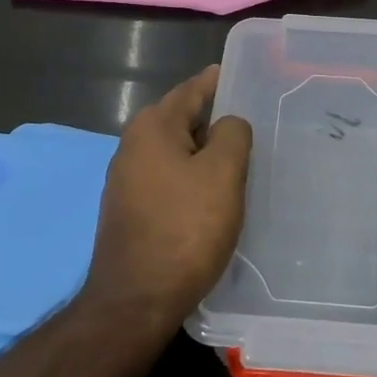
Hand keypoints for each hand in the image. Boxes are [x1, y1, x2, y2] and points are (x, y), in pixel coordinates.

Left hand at [83, 65, 252, 331]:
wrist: (136, 301)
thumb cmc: (185, 228)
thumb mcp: (222, 173)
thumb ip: (232, 134)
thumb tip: (228, 124)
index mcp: (153, 128)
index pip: (191, 91)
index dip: (216, 81)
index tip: (241, 75)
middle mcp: (132, 146)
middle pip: (181, 120)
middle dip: (213, 119)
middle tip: (250, 122)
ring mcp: (126, 181)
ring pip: (175, 152)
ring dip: (203, 152)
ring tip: (238, 159)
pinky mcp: (129, 210)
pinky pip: (167, 179)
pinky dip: (190, 177)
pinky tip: (211, 195)